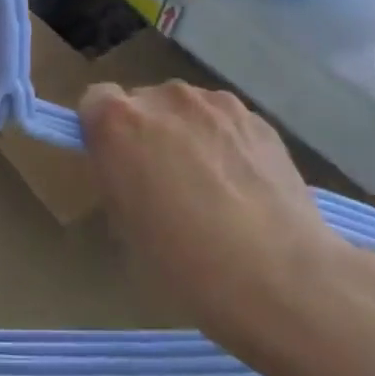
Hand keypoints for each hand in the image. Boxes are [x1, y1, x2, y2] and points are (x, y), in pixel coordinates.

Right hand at [79, 81, 358, 362]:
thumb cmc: (183, 261)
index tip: (116, 164)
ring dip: (188, 134)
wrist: (280, 277)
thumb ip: (118, 178)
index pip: (94, 101)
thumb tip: (131, 170)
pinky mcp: (260, 120)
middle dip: (147, 132)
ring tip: (211, 186)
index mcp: (118, 122)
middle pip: (144, 103)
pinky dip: (226, 144)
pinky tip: (243, 188)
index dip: (102, 131)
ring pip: (188, 111)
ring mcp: (217, 104)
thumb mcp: (124, 225)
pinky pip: (226, 124)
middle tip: (163, 182)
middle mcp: (164, 98)